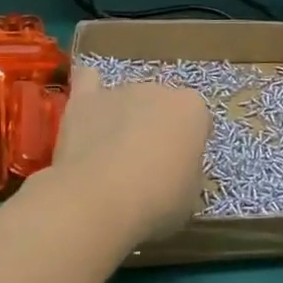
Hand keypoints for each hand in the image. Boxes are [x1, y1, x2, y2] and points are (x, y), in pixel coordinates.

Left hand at [48, 65, 210, 244]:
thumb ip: (186, 170)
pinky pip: (88, 81)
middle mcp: (158, 89)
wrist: (100, 198)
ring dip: (124, 118)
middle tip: (145, 165)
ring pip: (127, 99)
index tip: (179, 168)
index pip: (197, 120)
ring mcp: (119, 90)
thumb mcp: (190, 195)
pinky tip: (87, 110)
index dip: (188, 145)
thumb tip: (174, 167)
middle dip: (155, 127)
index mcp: (192, 109)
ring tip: (110, 155)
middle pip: (160, 105)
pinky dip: (90, 92)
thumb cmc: (157, 201)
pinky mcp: (84, 99)